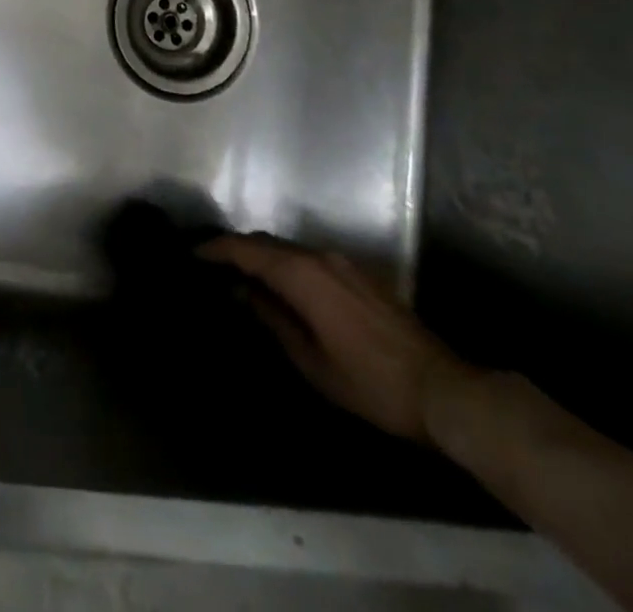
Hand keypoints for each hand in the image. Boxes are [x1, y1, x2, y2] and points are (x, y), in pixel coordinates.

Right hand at [200, 235, 473, 444]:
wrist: (442, 389)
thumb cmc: (369, 382)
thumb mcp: (311, 360)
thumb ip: (272, 319)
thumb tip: (241, 292)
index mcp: (303, 274)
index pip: (247, 250)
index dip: (216, 249)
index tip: (191, 254)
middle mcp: (320, 256)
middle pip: (267, 243)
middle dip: (236, 249)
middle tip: (210, 266)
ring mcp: (343, 261)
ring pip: (289, 249)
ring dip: (262, 257)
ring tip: (239, 276)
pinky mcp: (359, 273)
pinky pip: (309, 257)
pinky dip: (286, 264)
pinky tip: (280, 286)